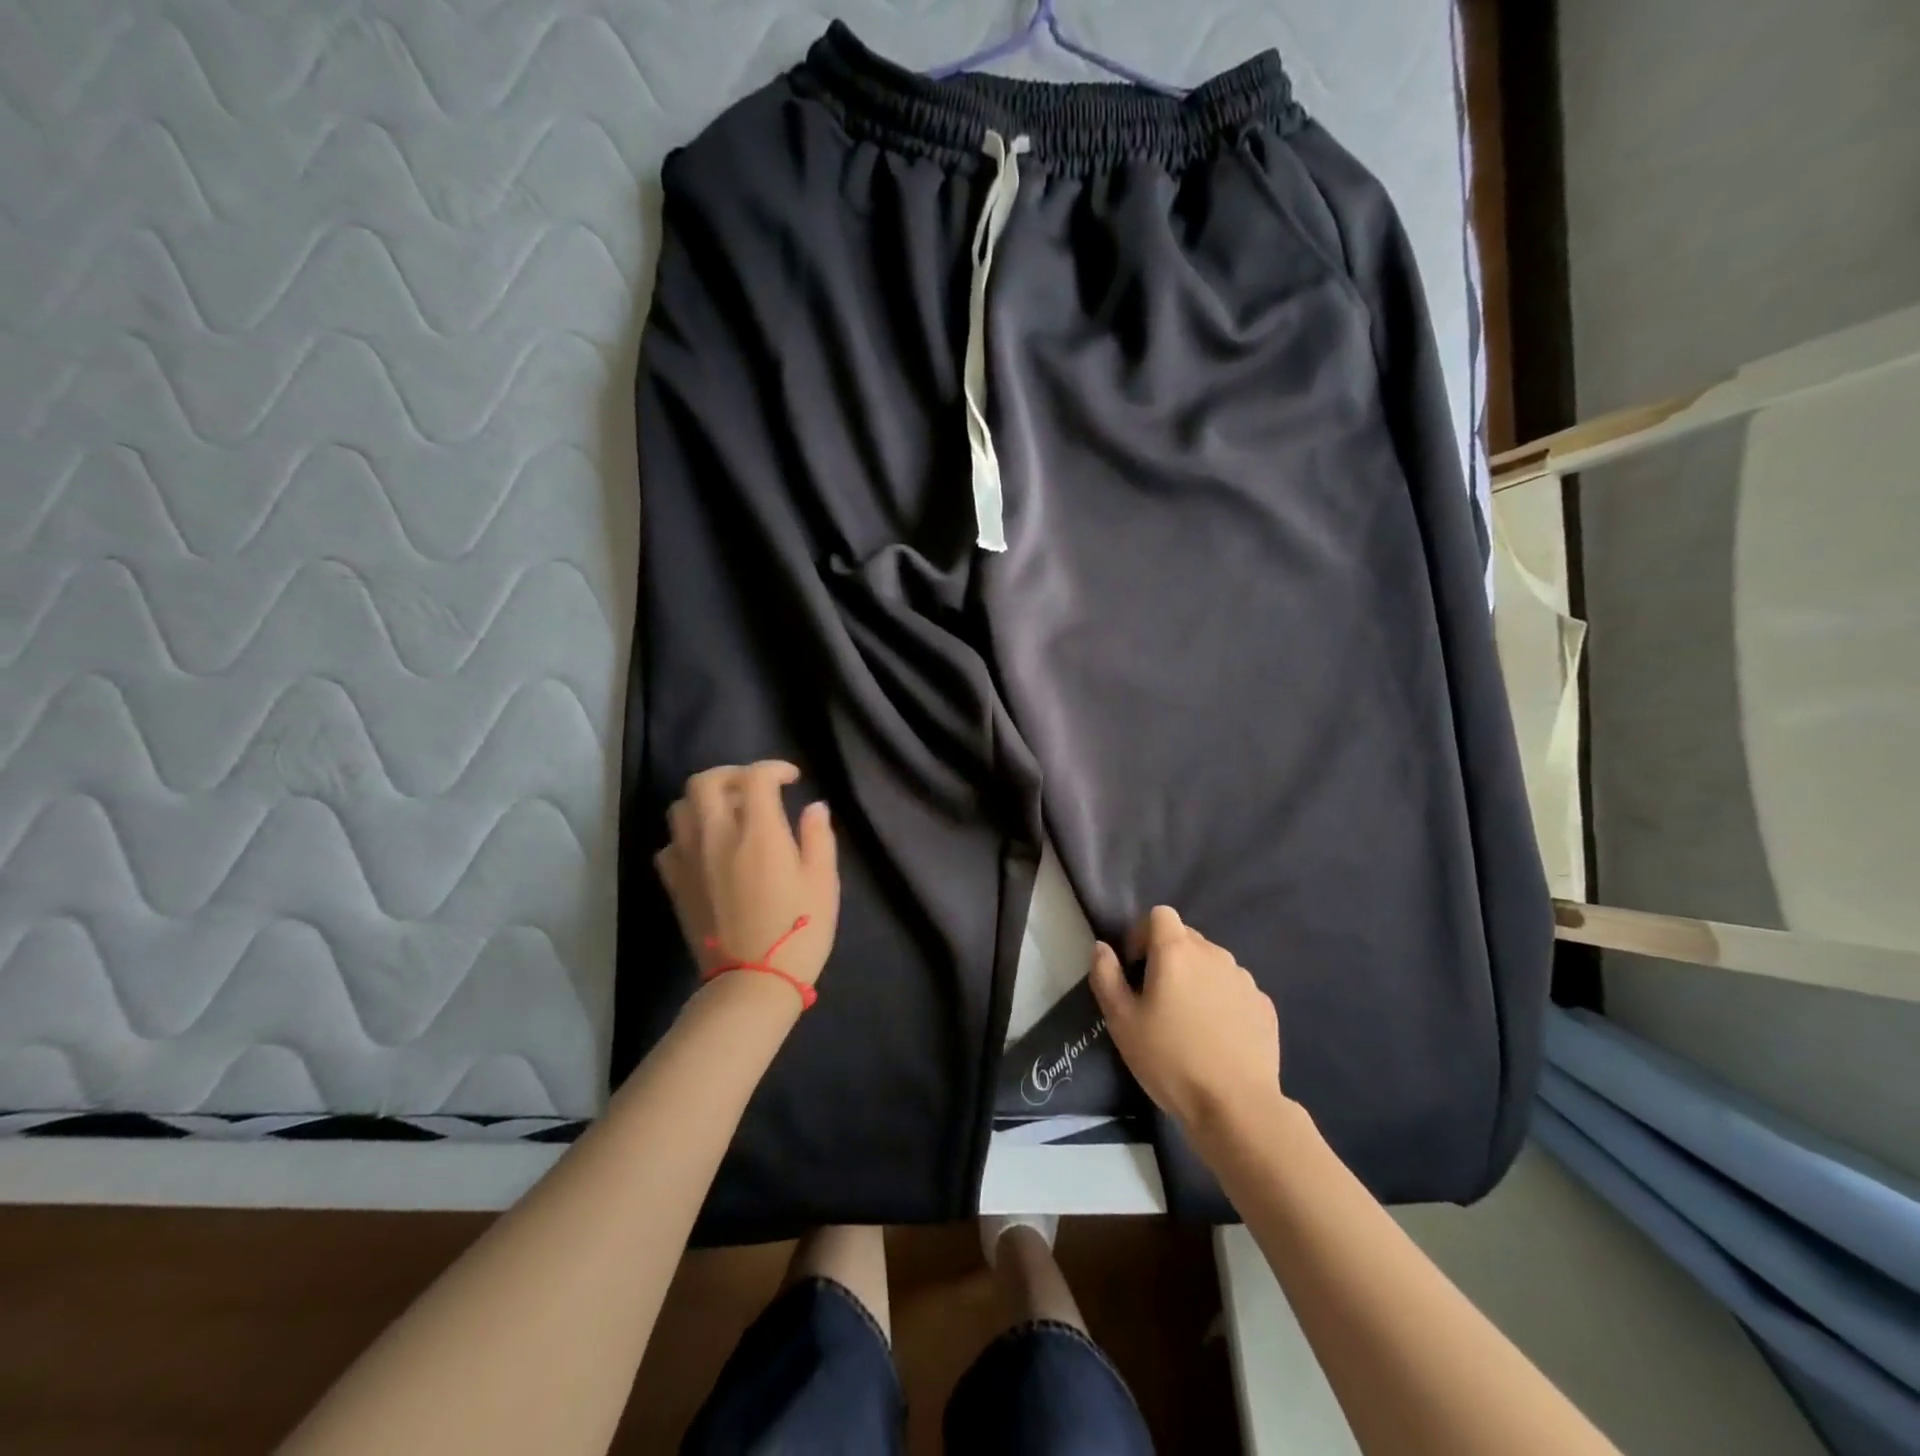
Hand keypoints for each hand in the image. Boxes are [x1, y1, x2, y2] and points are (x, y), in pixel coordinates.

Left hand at [655, 762, 839, 992]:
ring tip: (729, 814)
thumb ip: (818, 837)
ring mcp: (689, 860)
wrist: (752, 983)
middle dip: (731, 774)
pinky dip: (687, 835)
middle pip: (705, 781)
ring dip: (705, 801)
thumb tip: (813, 807)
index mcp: (758, 832)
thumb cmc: (799, 930)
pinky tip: (707, 849)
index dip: (774, 768)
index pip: (755, 777)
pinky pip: (670, 844)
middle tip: (754, 788)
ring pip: (680, 808)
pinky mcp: (676, 885)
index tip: (792, 779)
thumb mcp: (824, 882)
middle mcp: (716, 836)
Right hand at [1089, 906, 1281, 1132]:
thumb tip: (1102, 948)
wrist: (1236, 1106)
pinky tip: (1217, 1037)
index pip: (1160, 915)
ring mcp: (1244, 979)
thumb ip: (1105, 976)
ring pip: (1212, 964)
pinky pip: (1235, 990)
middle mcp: (1214, 954)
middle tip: (1157, 998)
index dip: (1142, 933)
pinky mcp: (1264, 1005)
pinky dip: (1222, 1001)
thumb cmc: (1170, 1059)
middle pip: (1186, 938)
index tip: (1135, 967)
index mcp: (1177, 951)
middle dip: (1168, 957)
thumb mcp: (1121, 1021)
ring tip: (1189, 1021)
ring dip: (1197, 978)